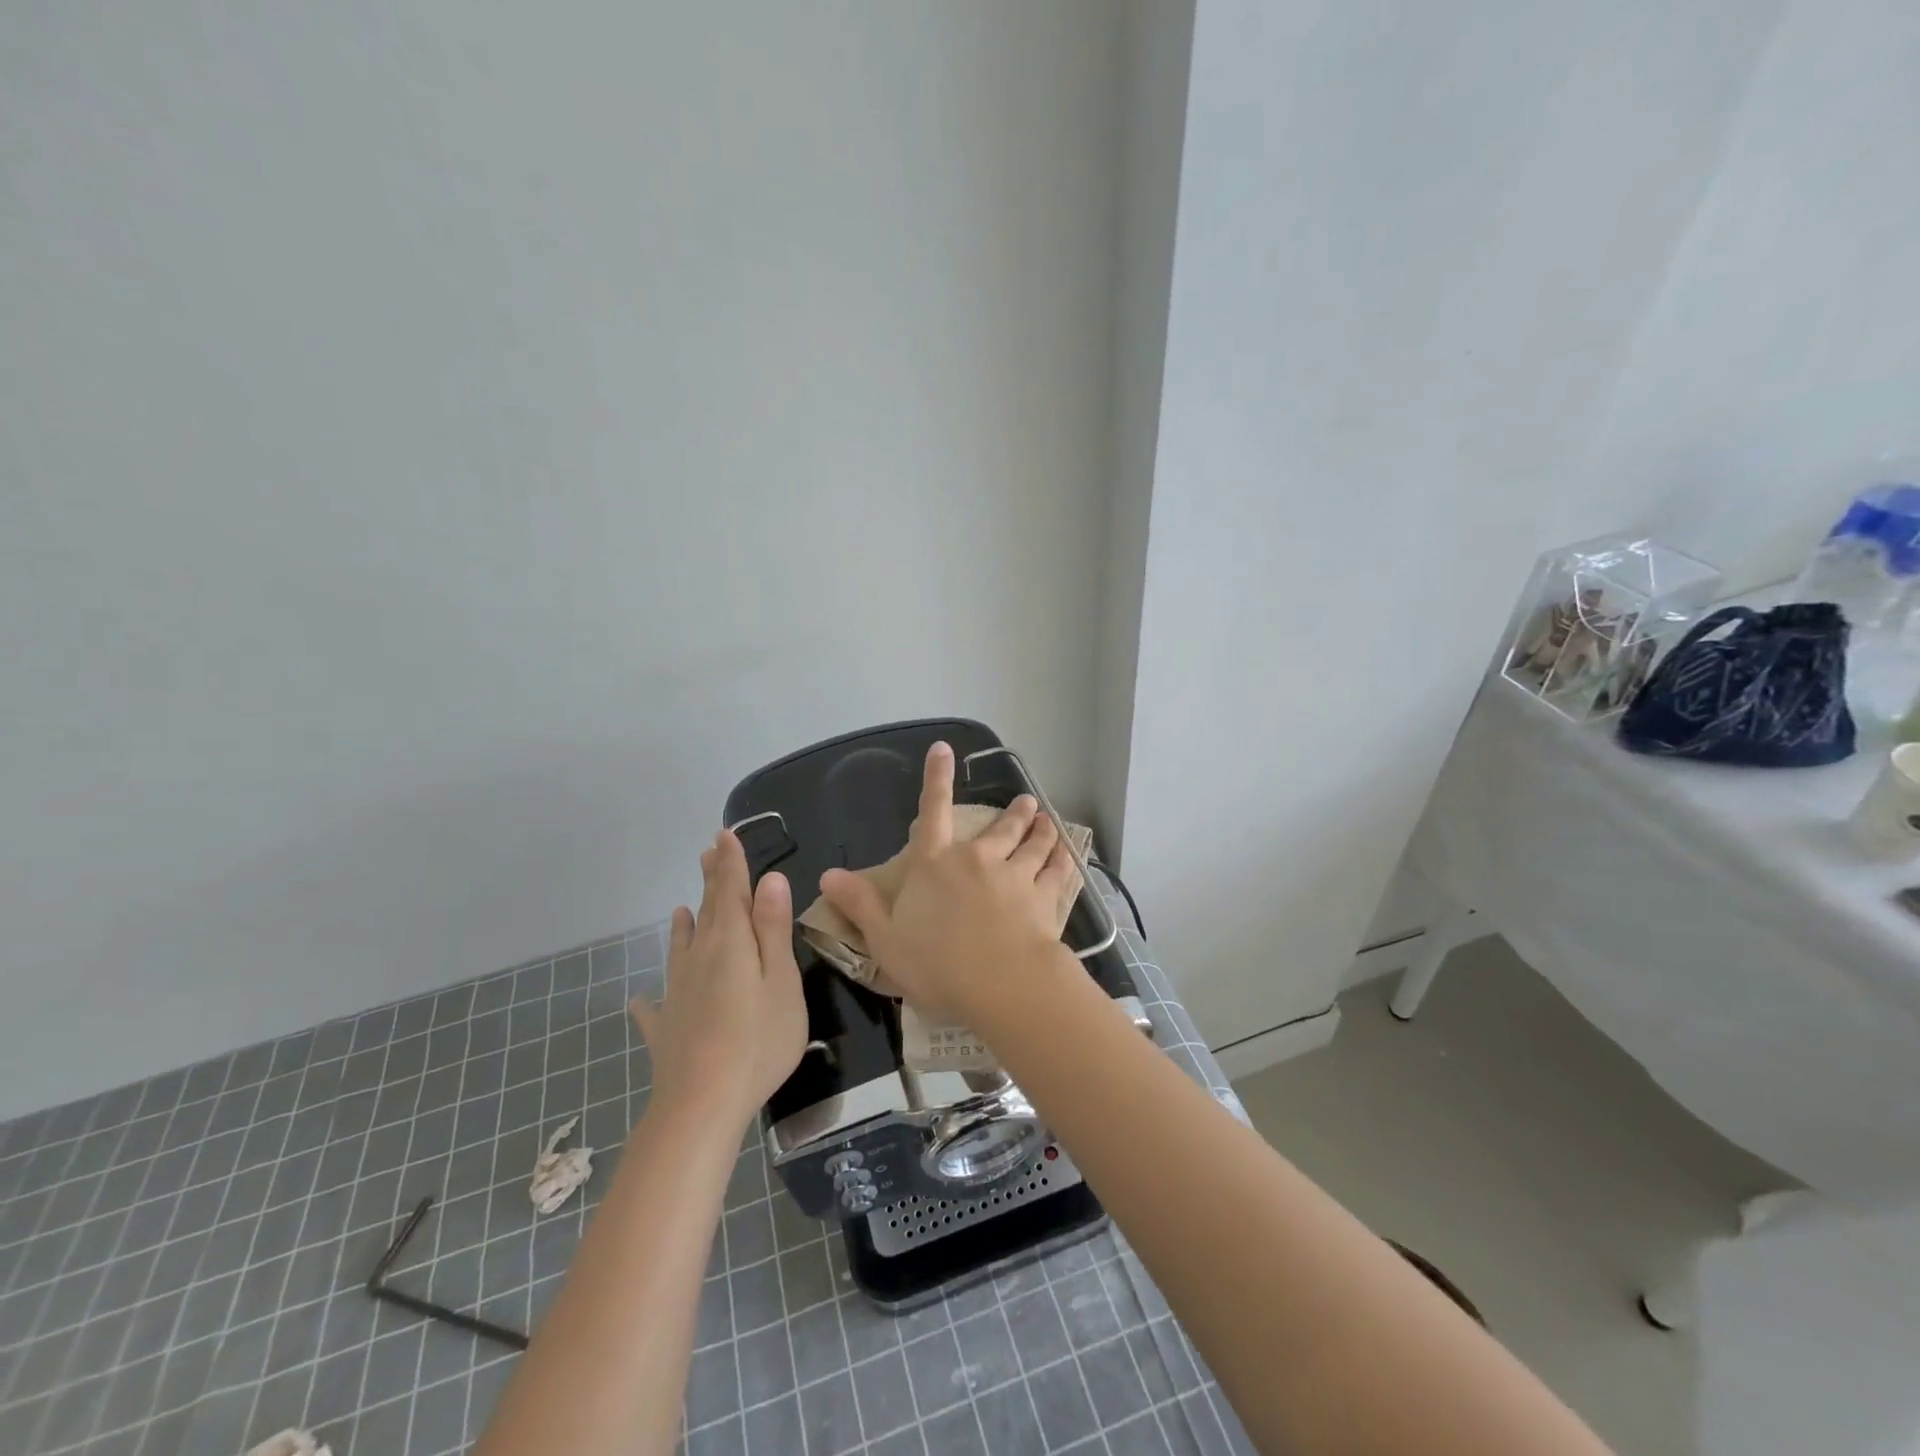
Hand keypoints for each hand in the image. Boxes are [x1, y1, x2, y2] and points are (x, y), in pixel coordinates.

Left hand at [630, 830, 807, 1130]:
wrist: (701, 1104)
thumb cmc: (757, 1040)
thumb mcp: (781, 980)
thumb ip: (773, 930)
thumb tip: (770, 879)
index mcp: (730, 942)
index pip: (730, 890)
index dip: (731, 862)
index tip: (725, 834)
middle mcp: (699, 958)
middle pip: (706, 911)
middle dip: (710, 880)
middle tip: (708, 852)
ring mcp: (678, 992)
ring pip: (681, 948)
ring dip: (684, 925)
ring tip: (679, 909)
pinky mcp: (666, 1027)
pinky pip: (658, 1004)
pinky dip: (652, 997)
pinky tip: (643, 999)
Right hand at [818, 741, 1077, 1024]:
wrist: (1000, 984)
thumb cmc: (936, 964)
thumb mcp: (885, 939)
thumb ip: (860, 904)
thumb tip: (827, 875)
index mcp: (935, 864)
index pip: (931, 811)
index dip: (936, 778)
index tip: (944, 749)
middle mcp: (977, 859)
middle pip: (999, 827)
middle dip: (1013, 812)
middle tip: (1026, 801)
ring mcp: (1015, 875)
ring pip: (1033, 843)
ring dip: (1041, 829)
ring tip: (1049, 819)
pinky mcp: (1045, 896)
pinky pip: (1057, 870)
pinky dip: (1063, 858)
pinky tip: (1070, 853)